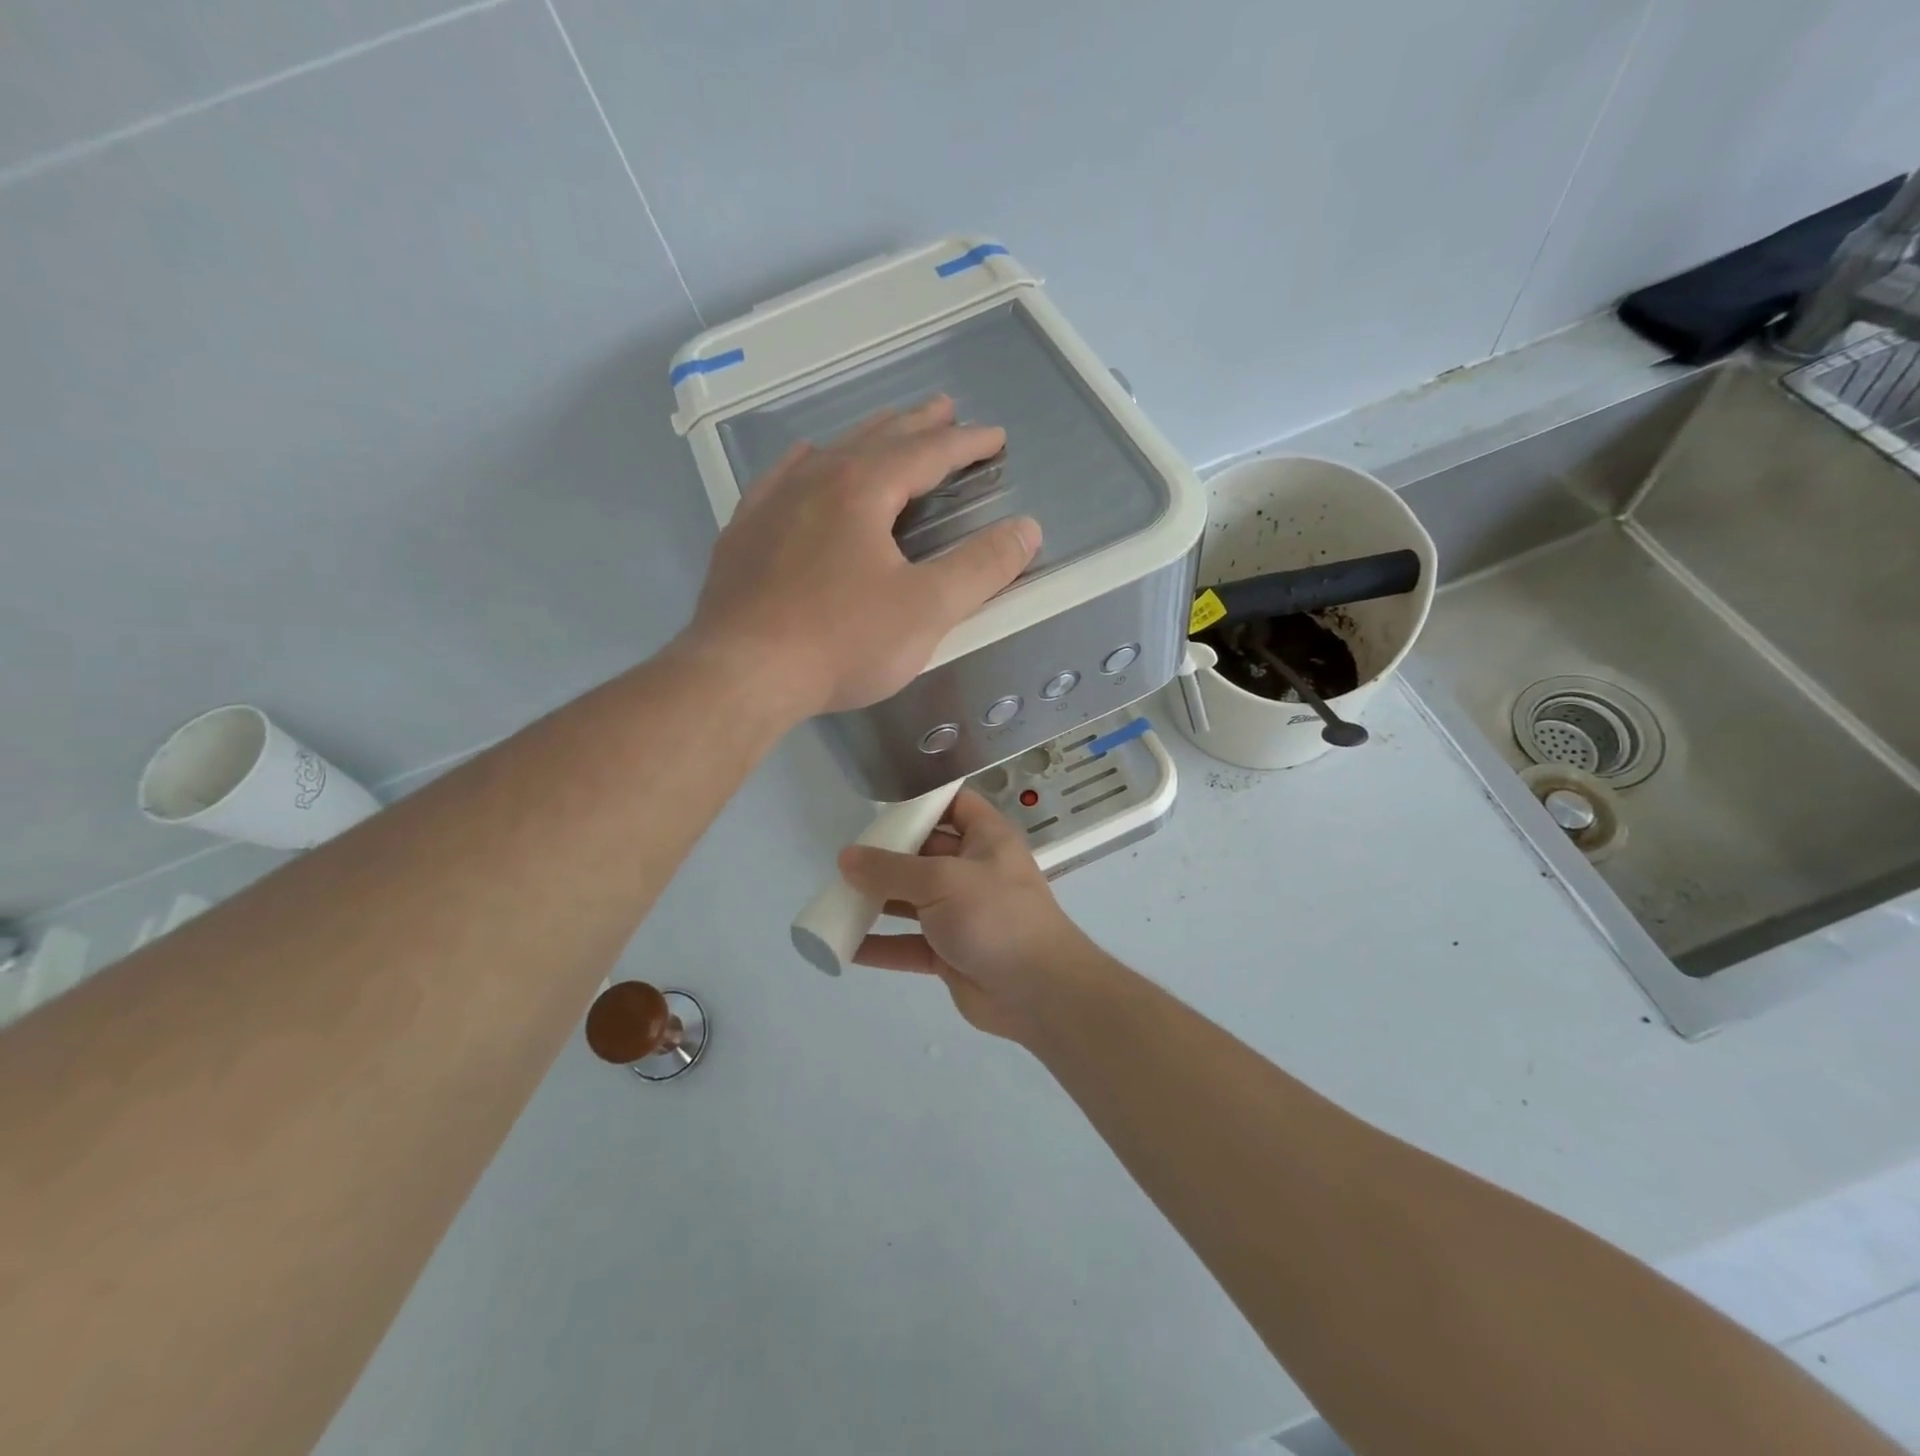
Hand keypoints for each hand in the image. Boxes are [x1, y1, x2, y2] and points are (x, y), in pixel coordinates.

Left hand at [688, 396, 1040, 717]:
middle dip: (917, 425)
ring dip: (866, 438)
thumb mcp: (927, 609)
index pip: (927, 453)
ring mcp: (772, 504)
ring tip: (888, 427)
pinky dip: (806, 463)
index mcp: (863, 489)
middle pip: (877, 440)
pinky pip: (781, 478)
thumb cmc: (842, 642)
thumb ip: (981, 567)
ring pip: (829, 453)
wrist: (741, 674)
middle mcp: (815, 480)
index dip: (966, 443)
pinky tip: (805, 460)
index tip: (995, 437)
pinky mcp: (744, 534)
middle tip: (945, 409)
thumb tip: (1027, 529)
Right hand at [840, 790, 1099, 1042]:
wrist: (1038, 992)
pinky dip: (881, 945)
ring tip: (836, 898)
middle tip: (845, 858)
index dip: (921, 801)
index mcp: (985, 839)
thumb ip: (890, 869)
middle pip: (924, 853)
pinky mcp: (951, 953)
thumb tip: (846, 858)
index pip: (953, 805)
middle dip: (887, 856)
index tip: (880, 805)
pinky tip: (846, 946)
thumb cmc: (995, 916)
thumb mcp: (941, 880)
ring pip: (913, 900)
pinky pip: (909, 943)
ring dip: (877, 901)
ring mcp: (963, 914)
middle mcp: (974, 870)